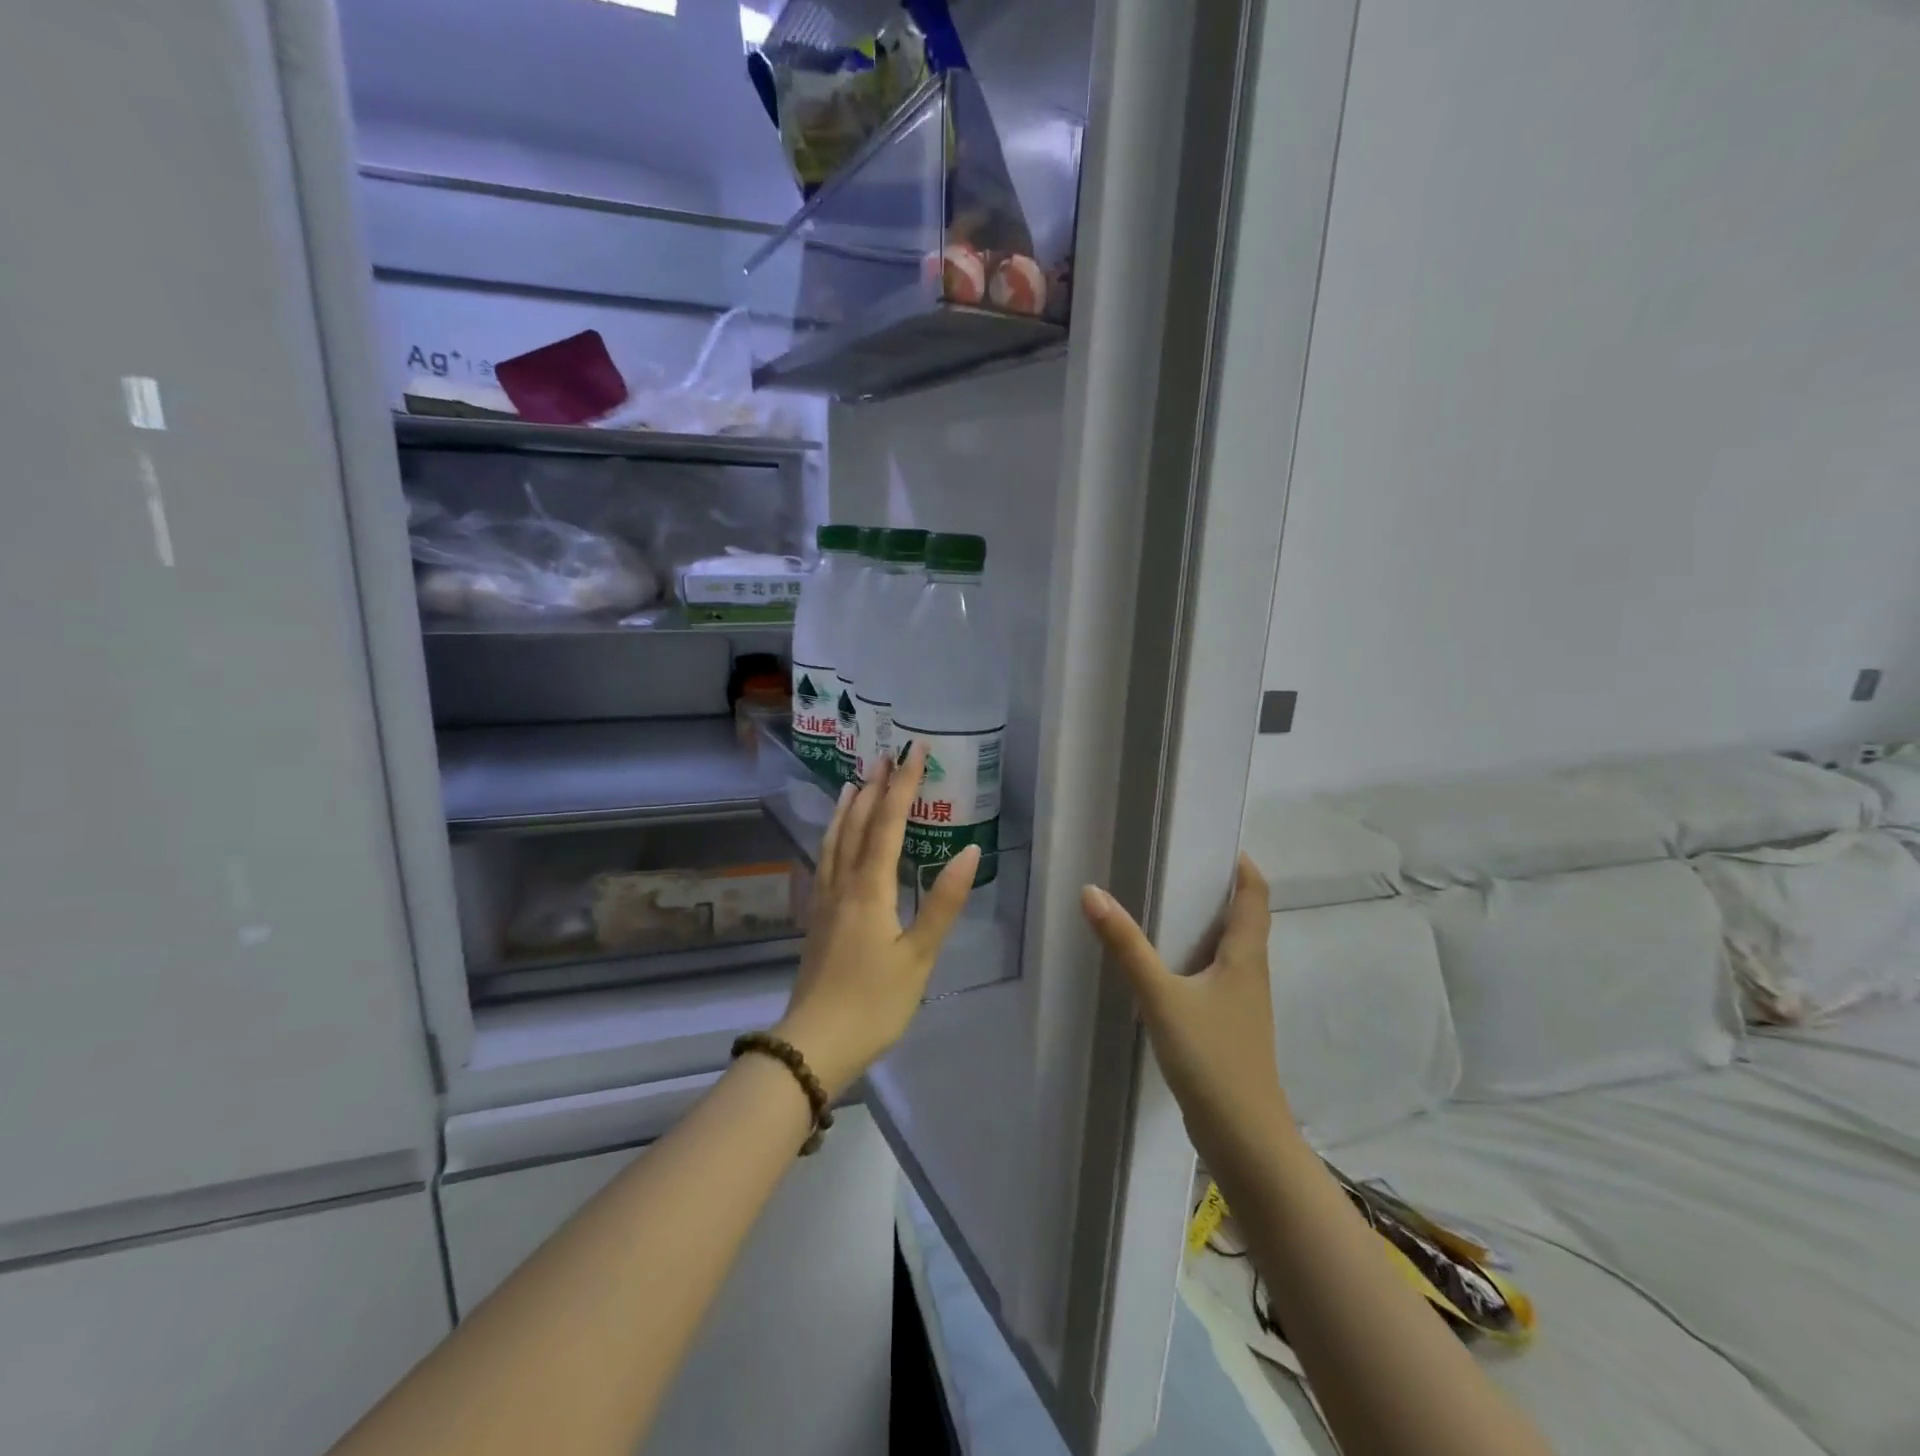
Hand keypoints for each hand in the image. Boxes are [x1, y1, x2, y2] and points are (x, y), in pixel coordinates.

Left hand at [775, 744, 980, 1097]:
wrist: (814, 1044)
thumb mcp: (919, 956)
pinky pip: (825, 860)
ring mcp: (824, 900)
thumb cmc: (874, 1002)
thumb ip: (943, 902)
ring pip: (835, 840)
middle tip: (886, 755)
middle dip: (875, 787)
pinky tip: (834, 840)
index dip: (903, 784)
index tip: (914, 750)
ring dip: (848, 808)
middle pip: (857, 824)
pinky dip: (833, 837)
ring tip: (856, 783)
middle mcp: (843, 884)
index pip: (888, 823)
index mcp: (870, 889)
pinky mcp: (817, 918)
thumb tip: (968, 850)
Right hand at [1081, 855, 1298, 1165]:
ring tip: (1162, 906)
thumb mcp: (1161, 997)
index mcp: (1246, 956)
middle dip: (1215, 890)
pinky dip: (1194, 959)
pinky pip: (1214, 977)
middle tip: (1173, 866)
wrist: (1244, 1139)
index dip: (1241, 864)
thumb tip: (1092, 892)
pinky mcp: (1229, 1028)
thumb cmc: (1211, 1058)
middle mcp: (1251, 973)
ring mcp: (1242, 1004)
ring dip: (1204, 925)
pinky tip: (1164, 967)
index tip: (1213, 840)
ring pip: (1228, 950)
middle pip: (1243, 918)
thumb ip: (1127, 946)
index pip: (1255, 894)